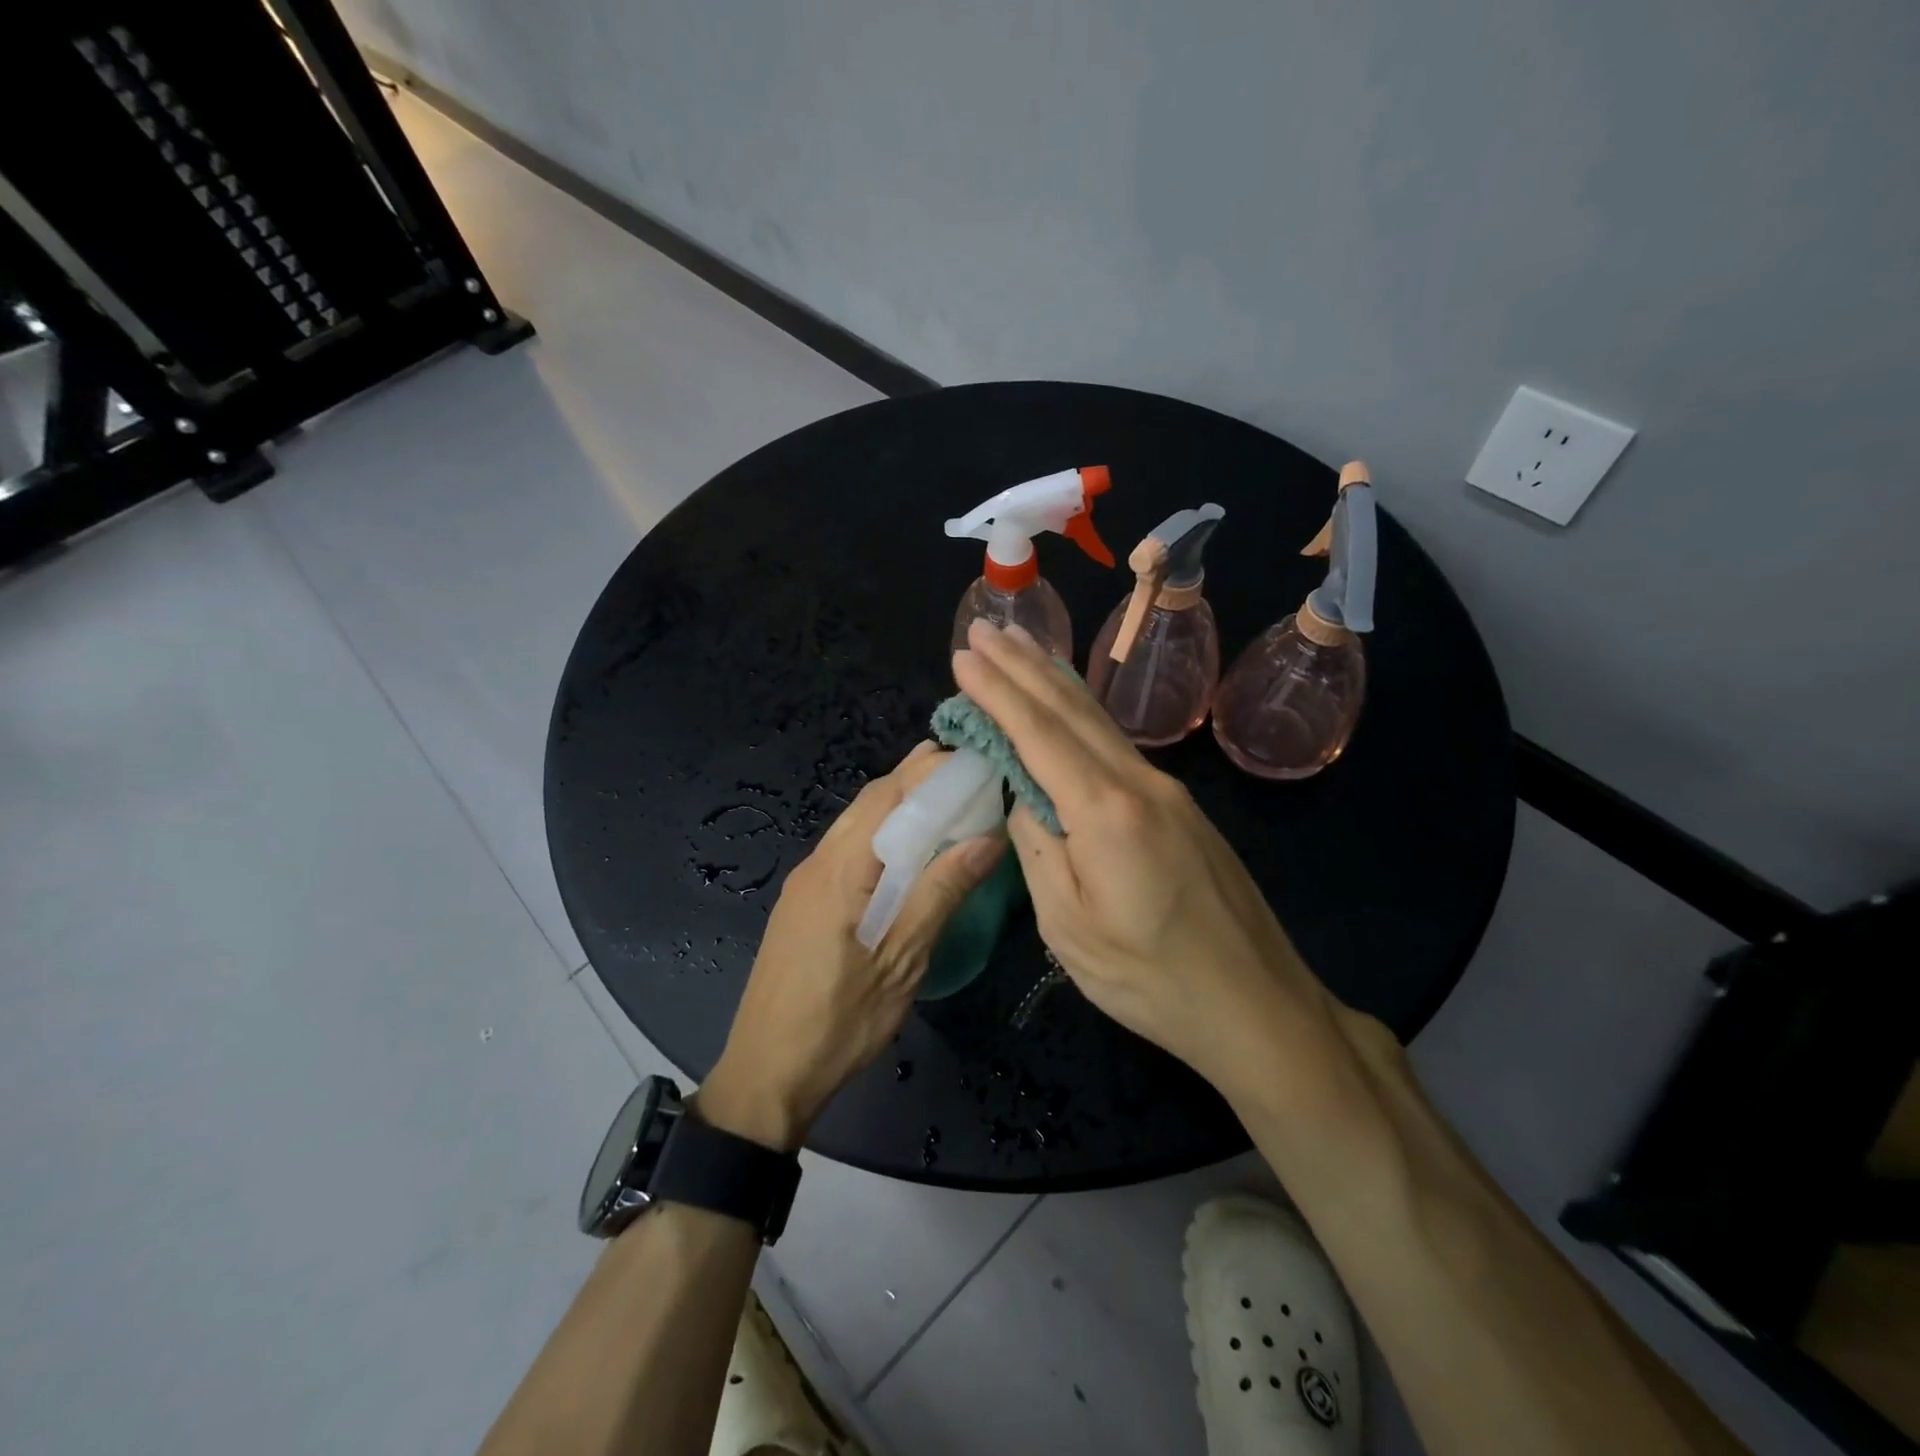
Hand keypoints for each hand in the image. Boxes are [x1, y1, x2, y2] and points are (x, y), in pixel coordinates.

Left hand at [699, 743, 1005, 1150]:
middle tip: (968, 777)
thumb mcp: (901, 962)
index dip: (929, 771)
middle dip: (917, 781)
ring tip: (949, 806)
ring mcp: (806, 882)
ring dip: (900, 808)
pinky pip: (848, 850)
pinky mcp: (805, 903)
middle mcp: (817, 863)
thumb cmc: (839, 1022)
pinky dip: (883, 837)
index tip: (973, 760)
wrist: (765, 1074)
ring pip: (857, 825)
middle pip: (869, 802)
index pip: (887, 796)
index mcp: (839, 870)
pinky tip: (910, 854)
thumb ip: (940, 894)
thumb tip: (987, 838)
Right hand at [951, 621, 1348, 1099]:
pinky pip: (1118, 746)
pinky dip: (1082, 715)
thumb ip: (1038, 849)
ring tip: (1021, 647)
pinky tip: (1069, 706)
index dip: (998, 692)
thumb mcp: (1069, 927)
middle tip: (986, 628)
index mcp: (1106, 810)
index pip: (1039, 734)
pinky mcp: (1180, 808)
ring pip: (1099, 722)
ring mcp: (1166, 792)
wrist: (1258, 1005)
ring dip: (1053, 682)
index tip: (964, 656)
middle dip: (1023, 666)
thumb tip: (1025, 797)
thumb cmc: (1152, 979)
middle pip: (1072, 711)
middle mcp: (1139, 783)